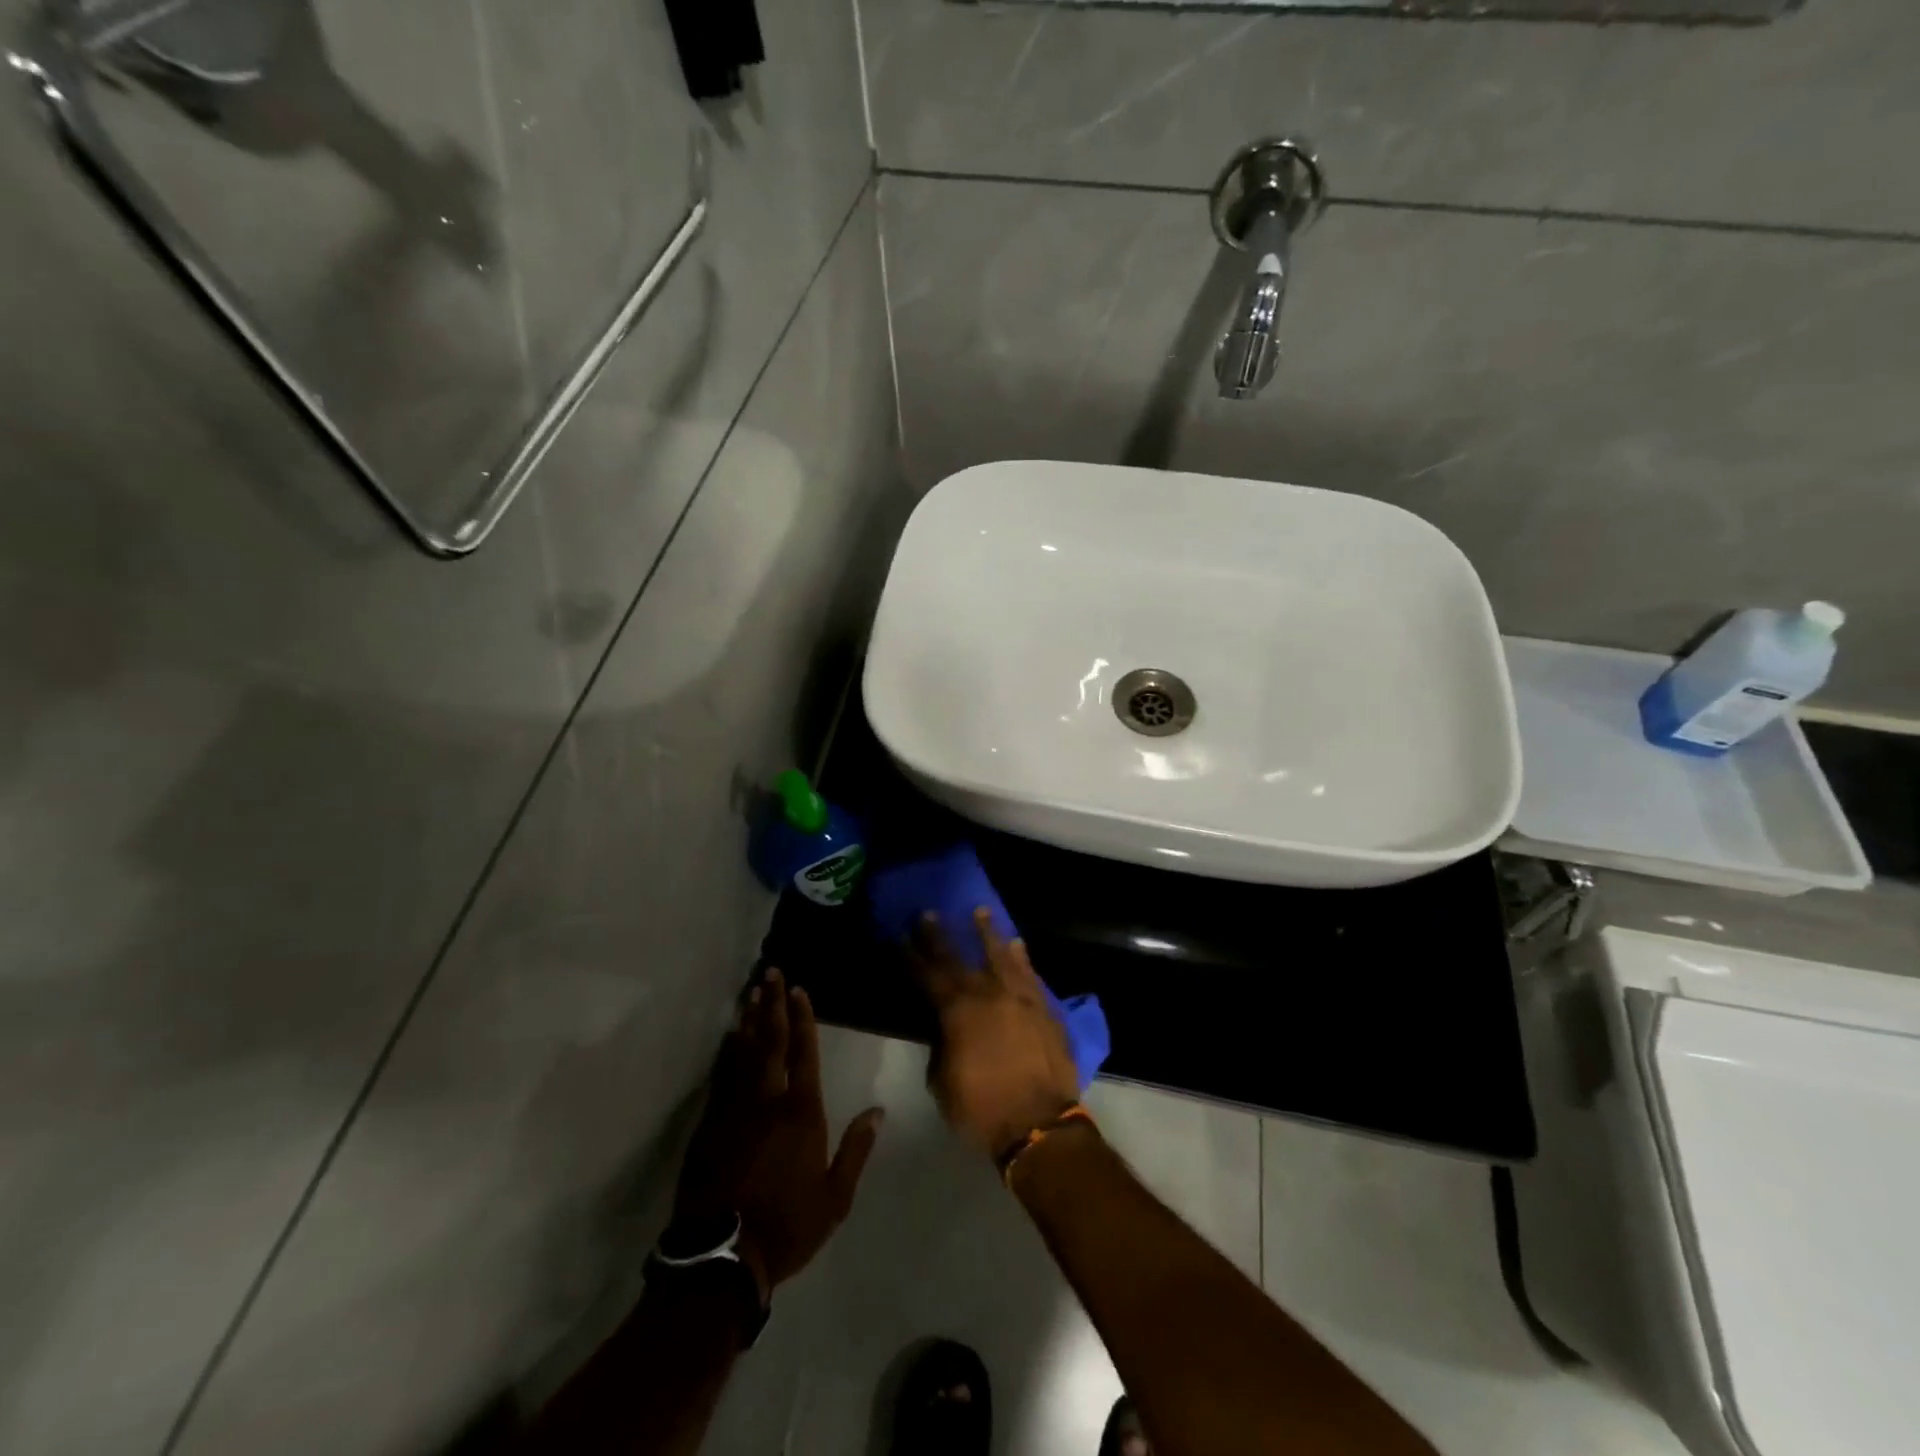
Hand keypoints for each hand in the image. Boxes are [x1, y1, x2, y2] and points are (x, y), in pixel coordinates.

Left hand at [673, 971, 883, 1297]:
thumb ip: (856, 1150)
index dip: (803, 1019)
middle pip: (771, 1042)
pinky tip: (730, 1037)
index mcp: (802, 1113)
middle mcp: (768, 1101)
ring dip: (750, 1020)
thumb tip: (877, 1111)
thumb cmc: (787, 1226)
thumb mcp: (835, 1197)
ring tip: (752, 992)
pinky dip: (728, 1052)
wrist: (721, 1258)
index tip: (799, 989)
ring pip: (743, 1053)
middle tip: (771, 973)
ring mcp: (734, 1110)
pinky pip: (722, 1077)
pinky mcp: (709, 1125)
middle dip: (773, 1005)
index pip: (803, 1053)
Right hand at [910, 909, 1081, 1158]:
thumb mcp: (943, 1083)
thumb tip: (945, 1029)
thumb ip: (941, 1047)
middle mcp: (986, 994)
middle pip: (958, 958)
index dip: (912, 956)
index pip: (928, 976)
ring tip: (979, 911)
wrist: (1040, 1124)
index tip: (902, 936)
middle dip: (940, 936)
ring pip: (999, 956)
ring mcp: (1018, 997)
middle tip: (929, 913)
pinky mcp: (1043, 1007)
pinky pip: (1029, 974)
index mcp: (956, 1012)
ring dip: (987, 933)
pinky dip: (1021, 957)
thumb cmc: (982, 1110)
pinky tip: (1016, 944)